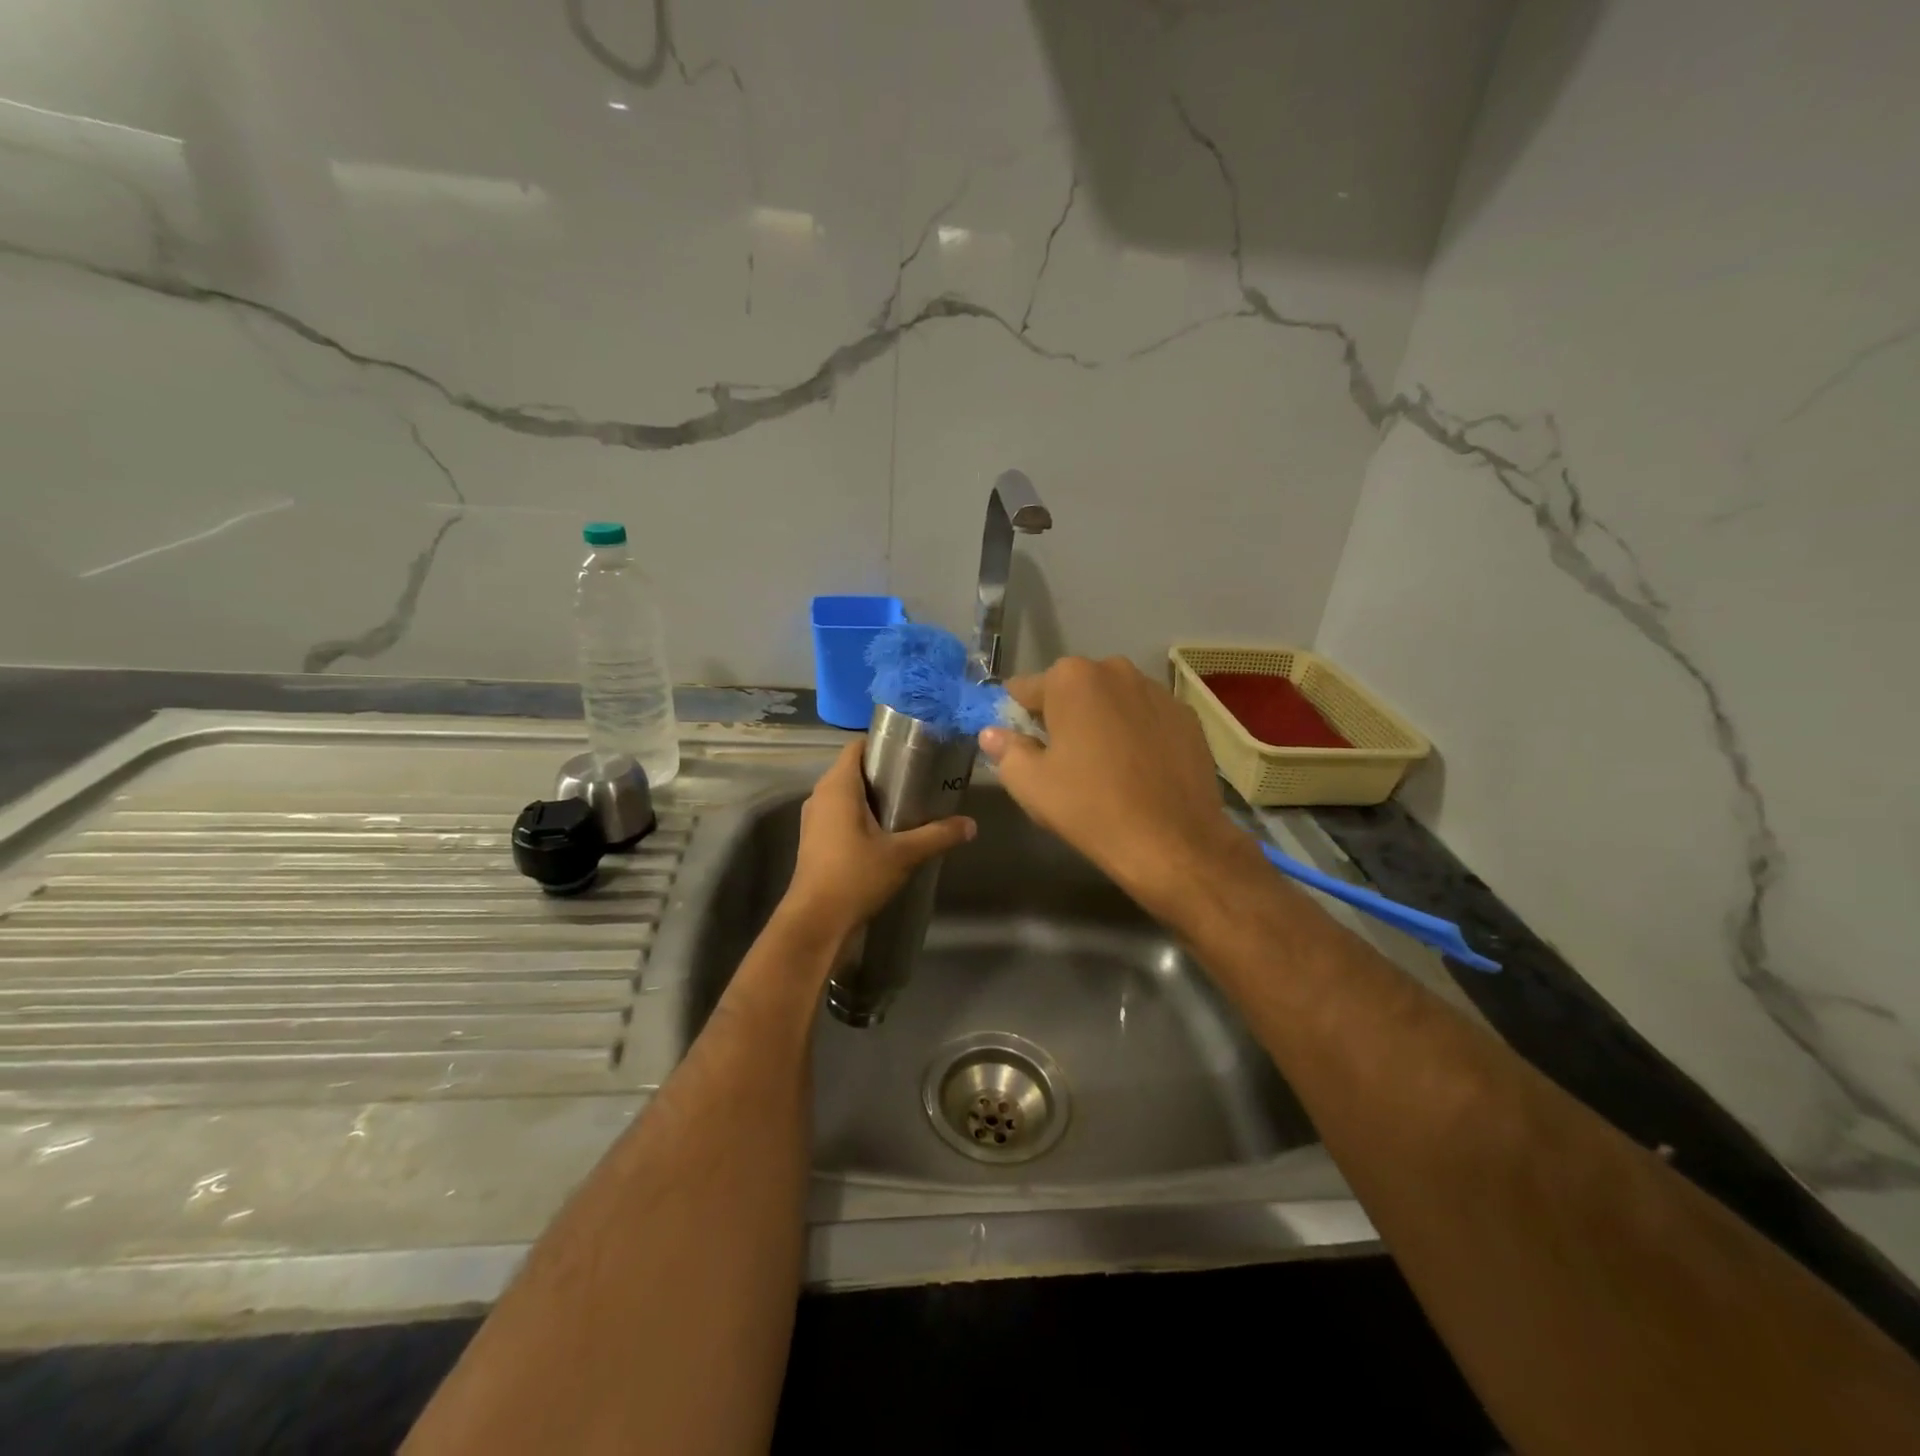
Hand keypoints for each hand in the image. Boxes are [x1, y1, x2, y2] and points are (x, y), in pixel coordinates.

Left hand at [781, 740, 976, 941]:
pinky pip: (841, 814)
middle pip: (854, 769)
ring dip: (874, 796)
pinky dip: (862, 815)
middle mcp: (821, 795)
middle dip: (885, 771)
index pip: (857, 746)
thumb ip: (938, 835)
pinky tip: (888, 832)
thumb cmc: (855, 876)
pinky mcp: (815, 840)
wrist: (816, 923)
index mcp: (838, 786)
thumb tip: (971, 824)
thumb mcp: (903, 854)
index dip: (883, 743)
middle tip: (920, 779)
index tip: (913, 751)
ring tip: (909, 804)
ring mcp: (815, 819)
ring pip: (847, 794)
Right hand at [978, 656, 1255, 915]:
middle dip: (1063, 715)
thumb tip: (992, 733)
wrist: (1173, 842)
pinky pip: (1147, 718)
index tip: (1020, 743)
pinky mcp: (1188, 717)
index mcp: (1071, 678)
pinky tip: (1139, 771)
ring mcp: (1157, 691)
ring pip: (1113, 701)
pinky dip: (1137, 734)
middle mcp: (1116, 670)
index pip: (1026, 689)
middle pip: (1073, 689)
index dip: (1018, 715)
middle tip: (1062, 759)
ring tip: (1104, 766)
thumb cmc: (1090, 808)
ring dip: (1102, 722)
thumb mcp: (1029, 784)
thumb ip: (1005, 750)